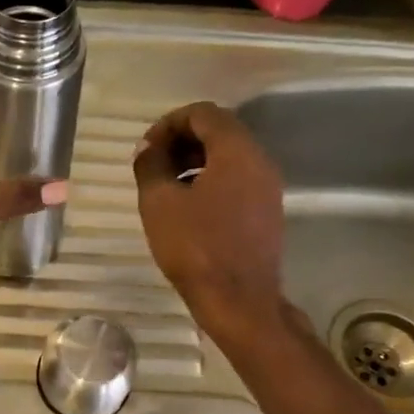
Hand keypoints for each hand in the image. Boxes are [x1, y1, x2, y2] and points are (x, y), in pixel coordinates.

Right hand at [134, 101, 287, 343]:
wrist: (239, 301)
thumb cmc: (196, 248)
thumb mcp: (159, 203)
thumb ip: (150, 166)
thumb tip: (148, 149)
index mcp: (236, 151)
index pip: (203, 113)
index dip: (169, 123)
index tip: (146, 149)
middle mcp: (259, 161)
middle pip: (219, 131)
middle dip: (181, 140)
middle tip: (152, 164)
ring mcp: (267, 187)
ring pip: (228, 156)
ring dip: (194, 161)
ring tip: (164, 186)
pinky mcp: (266, 211)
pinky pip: (236, 179)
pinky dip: (210, 180)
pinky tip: (186, 207)